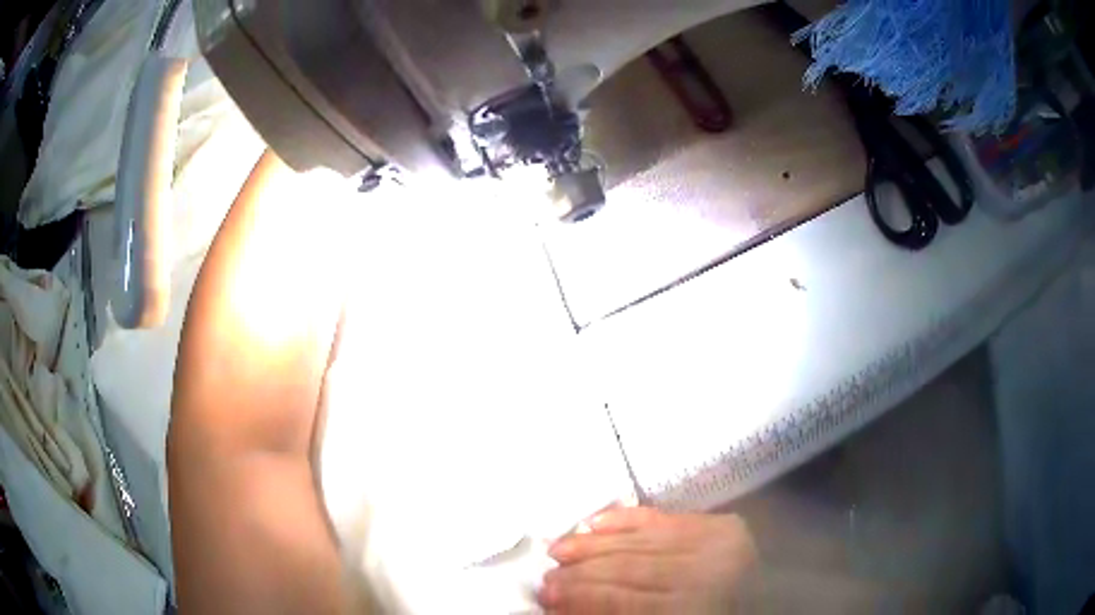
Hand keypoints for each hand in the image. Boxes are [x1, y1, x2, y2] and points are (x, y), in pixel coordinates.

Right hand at [539, 508, 756, 613]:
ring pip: (641, 541)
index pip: (624, 602)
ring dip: (593, 545)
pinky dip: (626, 519)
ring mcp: (717, 544)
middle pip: (629, 569)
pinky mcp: (721, 525)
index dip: (581, 599)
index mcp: (695, 608)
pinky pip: (664, 518)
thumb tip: (568, 608)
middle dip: (580, 574)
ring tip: (557, 548)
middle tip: (544, 577)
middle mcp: (708, 572)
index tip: (545, 598)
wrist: (771, 602)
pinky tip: (594, 521)